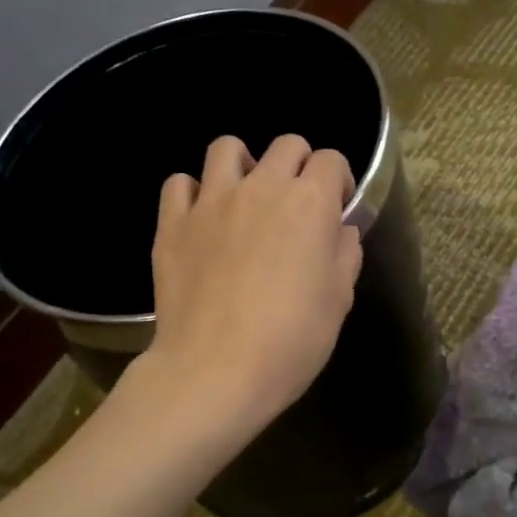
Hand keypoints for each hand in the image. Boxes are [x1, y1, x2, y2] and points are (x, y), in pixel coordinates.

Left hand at [141, 133, 363, 440]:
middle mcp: (261, 188)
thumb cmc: (291, 341)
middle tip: (295, 204)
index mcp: (310, 204)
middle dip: (298, 165)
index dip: (338, 181)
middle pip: (285, 145)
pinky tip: (201, 219)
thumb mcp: (338, 301)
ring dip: (243, 165)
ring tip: (244, 198)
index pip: (331, 161)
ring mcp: (211, 201)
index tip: (336, 208)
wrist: (215, 370)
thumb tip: (340, 230)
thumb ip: (344, 254)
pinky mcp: (172, 223)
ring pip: (226, 148)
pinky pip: (179, 184)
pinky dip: (192, 193)